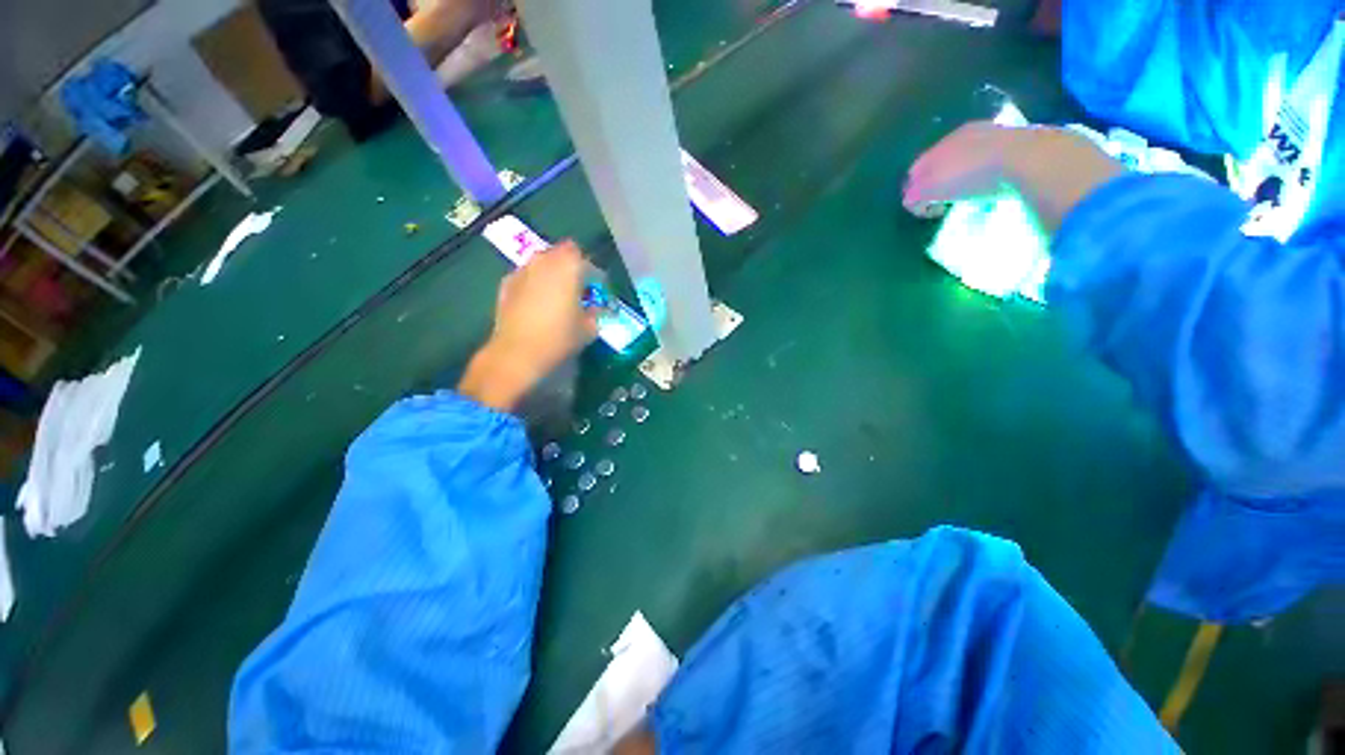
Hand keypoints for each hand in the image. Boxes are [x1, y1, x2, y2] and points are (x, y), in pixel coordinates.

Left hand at [458, 241, 598, 410]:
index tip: (596, 290)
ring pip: (542, 263)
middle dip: (571, 268)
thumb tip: (595, 308)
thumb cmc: (559, 338)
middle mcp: (544, 260)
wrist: (518, 353)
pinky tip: (537, 304)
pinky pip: (527, 276)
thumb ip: (596, 313)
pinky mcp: (506, 283)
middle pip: (561, 254)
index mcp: (569, 266)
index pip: (586, 259)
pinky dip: (534, 284)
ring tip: (557, 296)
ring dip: (552, 274)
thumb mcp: (589, 329)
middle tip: (577, 290)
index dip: (593, 273)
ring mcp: (522, 270)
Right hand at [906, 122, 1123, 230]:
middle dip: (939, 182)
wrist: (1032, 162)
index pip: (920, 166)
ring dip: (965, 179)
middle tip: (940, 204)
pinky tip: (992, 190)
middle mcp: (970, 133)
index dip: (915, 189)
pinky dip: (989, 178)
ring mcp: (999, 136)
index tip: (920, 209)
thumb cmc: (973, 176)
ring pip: (971, 160)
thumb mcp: (932, 189)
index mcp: (945, 141)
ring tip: (966, 199)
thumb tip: (911, 202)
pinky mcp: (1025, 146)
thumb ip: (915, 195)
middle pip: (946, 161)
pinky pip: (996, 165)